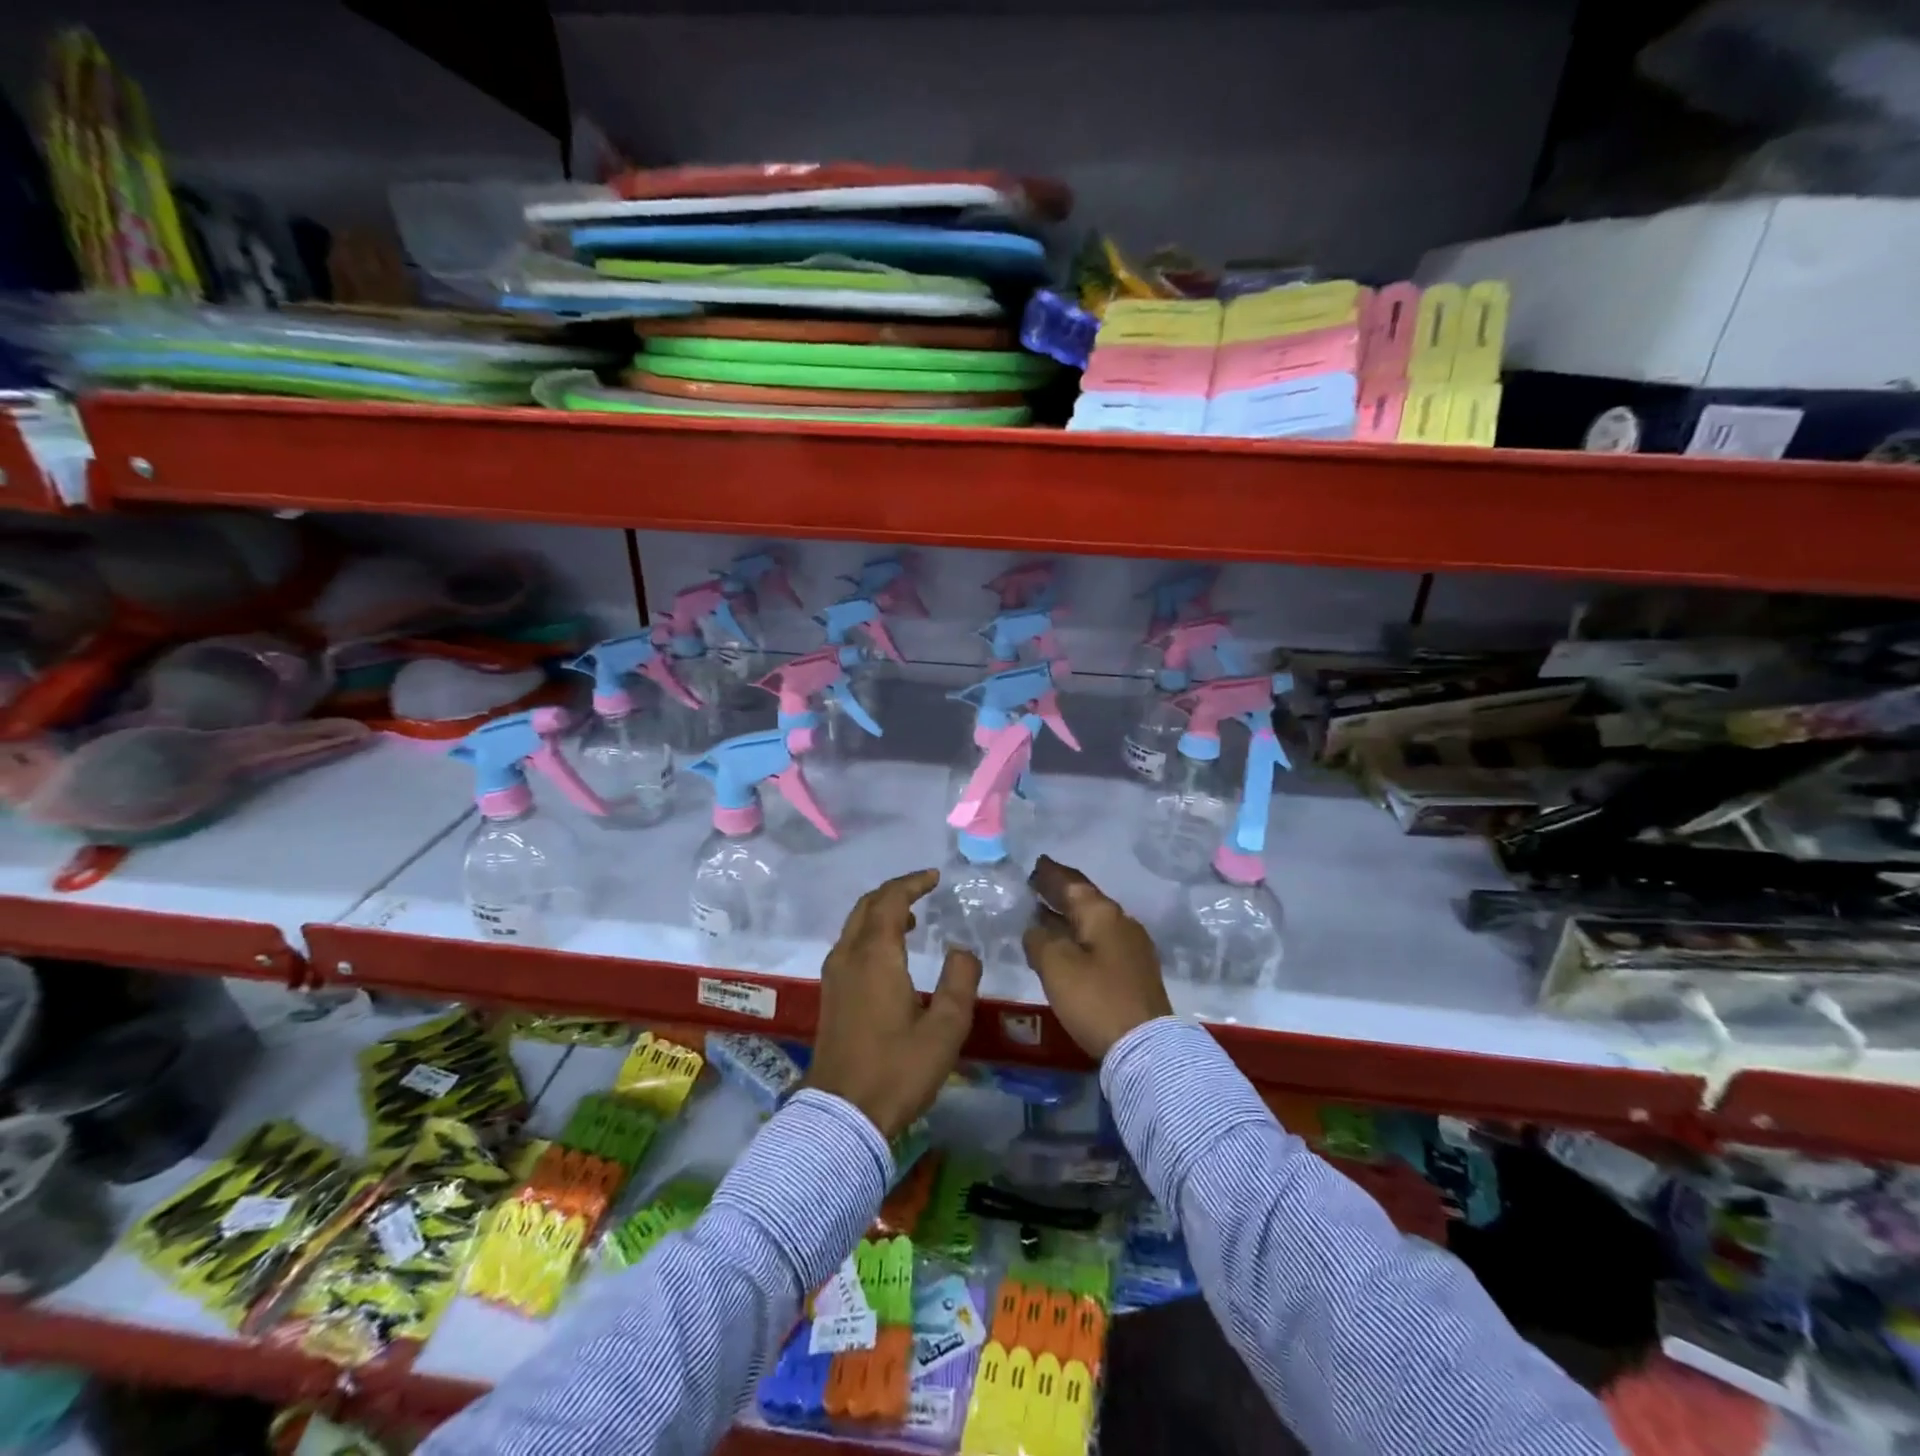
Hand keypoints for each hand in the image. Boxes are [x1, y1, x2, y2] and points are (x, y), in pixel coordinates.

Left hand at [808, 869, 981, 1139]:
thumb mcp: (945, 1029)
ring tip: (912, 918)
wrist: (842, 1115)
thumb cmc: (898, 1070)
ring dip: (881, 912)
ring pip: (855, 925)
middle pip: (867, 906)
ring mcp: (835, 975)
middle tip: (923, 889)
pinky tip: (891, 954)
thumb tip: (962, 950)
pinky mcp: (831, 994)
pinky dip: (870, 932)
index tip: (934, 877)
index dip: (912, 883)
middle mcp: (849, 956)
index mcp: (875, 956)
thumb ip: (959, 981)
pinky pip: (850, 944)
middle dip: (895, 892)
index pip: (890, 901)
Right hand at [1023, 855, 1171, 1059]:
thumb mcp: (1056, 966)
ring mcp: (1132, 947)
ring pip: (1093, 921)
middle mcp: (1121, 922)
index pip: (1072, 883)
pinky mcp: (1134, 971)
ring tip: (1044, 914)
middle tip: (1036, 885)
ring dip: (1068, 915)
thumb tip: (1036, 928)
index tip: (1036, 864)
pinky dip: (1079, 935)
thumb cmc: (1096, 999)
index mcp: (1103, 914)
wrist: (1146, 1046)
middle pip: (1085, 900)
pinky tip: (1067, 945)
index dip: (1051, 874)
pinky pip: (1100, 941)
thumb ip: (1039, 939)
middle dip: (1060, 892)